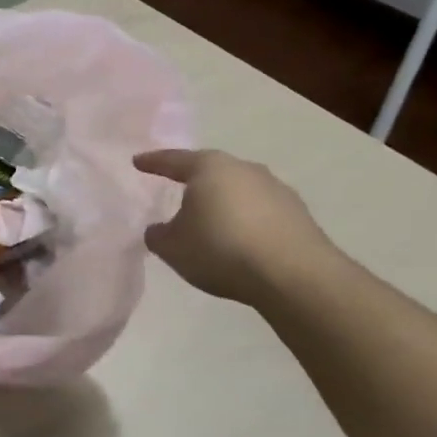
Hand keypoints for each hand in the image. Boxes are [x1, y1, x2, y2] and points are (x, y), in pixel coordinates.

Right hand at [133, 148, 334, 306]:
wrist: (294, 276)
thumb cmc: (221, 250)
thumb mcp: (173, 247)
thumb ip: (158, 235)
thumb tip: (159, 229)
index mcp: (209, 167)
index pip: (173, 160)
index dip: (153, 162)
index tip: (138, 162)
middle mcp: (243, 168)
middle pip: (210, 171)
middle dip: (193, 182)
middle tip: (177, 191)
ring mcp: (275, 188)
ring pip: (238, 190)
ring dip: (223, 203)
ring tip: (210, 223)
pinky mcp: (298, 213)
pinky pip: (260, 211)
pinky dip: (246, 221)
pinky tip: (241, 241)